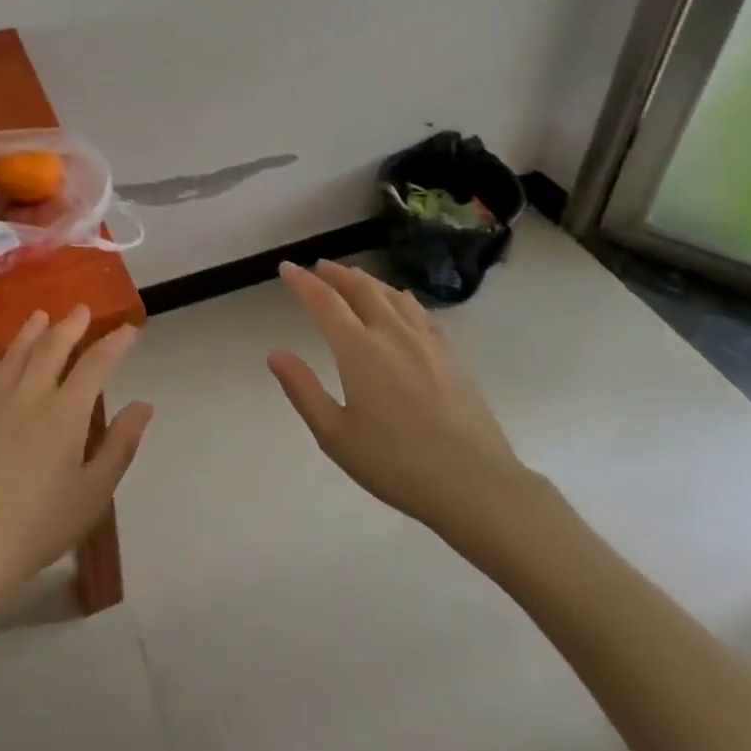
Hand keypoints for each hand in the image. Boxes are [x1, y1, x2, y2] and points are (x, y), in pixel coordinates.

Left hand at [0, 307, 151, 620]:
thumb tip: (144, 405)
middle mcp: (30, 396)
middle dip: (70, 326)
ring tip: (41, 316)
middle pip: (52, 348)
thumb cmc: (39, 525)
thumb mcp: (93, 493)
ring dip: (31, 332)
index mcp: (66, 412)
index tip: (128, 329)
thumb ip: (120, 445)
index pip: (95, 364)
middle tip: (81, 310)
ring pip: (16, 355)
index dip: (114, 343)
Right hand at [268, 261, 543, 563]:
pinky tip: (399, 299)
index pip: (324, 302)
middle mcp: (391, 333)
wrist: (474, 483)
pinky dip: (398, 296)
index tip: (286, 268)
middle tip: (319, 267)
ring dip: (366, 280)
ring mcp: (426, 340)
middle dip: (335, 274)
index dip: (302, 282)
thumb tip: (276, 353)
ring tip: (352, 276)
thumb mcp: (335, 436)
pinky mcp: (450, 352)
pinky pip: (418, 310)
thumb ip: (303, 390)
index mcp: (359, 350)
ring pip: (391, 294)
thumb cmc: (396, 464)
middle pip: (360, 288)